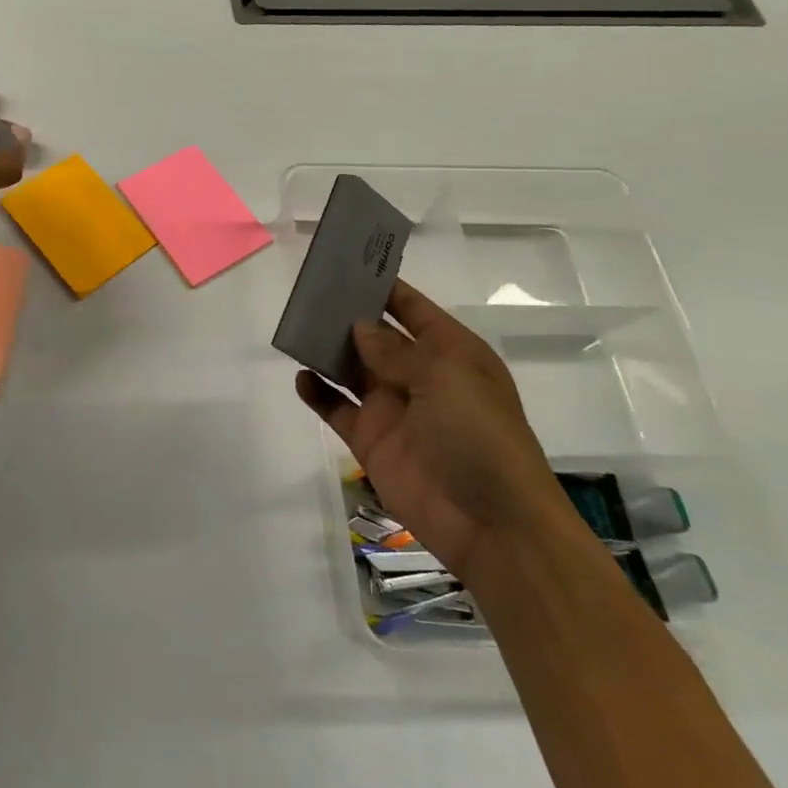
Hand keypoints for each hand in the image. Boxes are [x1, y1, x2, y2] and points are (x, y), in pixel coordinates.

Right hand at [295, 280, 571, 584]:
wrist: (491, 524)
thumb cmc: (479, 436)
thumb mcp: (444, 378)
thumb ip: (395, 350)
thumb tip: (359, 326)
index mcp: (451, 353)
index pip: (412, 308)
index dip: (383, 286)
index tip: (347, 264)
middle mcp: (419, 375)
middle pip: (375, 335)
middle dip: (346, 315)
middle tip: (308, 292)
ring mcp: (392, 408)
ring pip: (351, 367)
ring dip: (326, 349)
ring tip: (296, 327)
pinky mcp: (370, 439)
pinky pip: (335, 407)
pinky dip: (316, 391)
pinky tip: (302, 377)